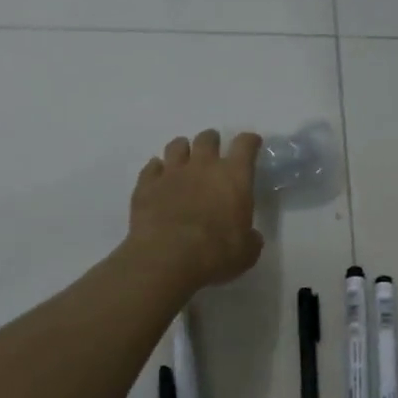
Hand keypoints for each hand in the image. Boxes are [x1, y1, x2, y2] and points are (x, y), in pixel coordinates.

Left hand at [128, 130, 263, 292]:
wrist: (167, 259)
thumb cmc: (215, 254)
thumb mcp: (246, 251)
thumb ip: (250, 238)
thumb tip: (250, 236)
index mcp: (234, 177)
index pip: (245, 145)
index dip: (250, 141)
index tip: (252, 143)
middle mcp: (203, 166)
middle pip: (208, 138)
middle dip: (212, 142)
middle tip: (213, 153)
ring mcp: (171, 173)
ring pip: (177, 145)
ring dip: (183, 150)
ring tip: (184, 161)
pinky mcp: (146, 185)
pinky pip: (151, 168)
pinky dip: (157, 170)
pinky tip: (159, 179)